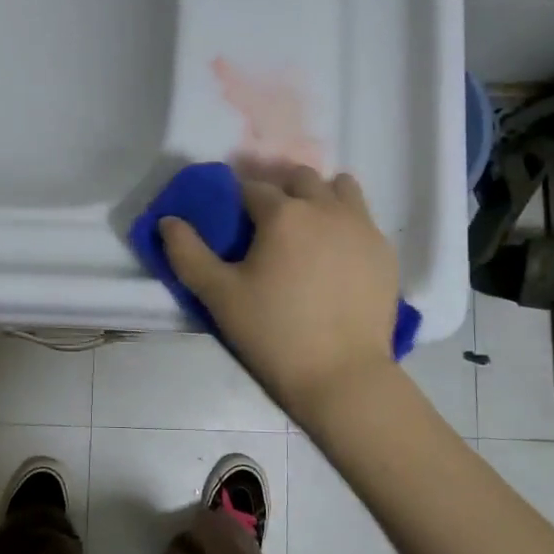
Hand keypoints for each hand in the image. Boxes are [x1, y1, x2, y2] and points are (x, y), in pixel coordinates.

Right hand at [159, 166, 399, 420]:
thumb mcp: (219, 296)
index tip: (232, 220)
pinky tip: (336, 256)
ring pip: (340, 188)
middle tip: (267, 224)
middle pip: (299, 178)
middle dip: (280, 190)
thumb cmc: (274, 334)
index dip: (237, 199)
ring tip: (308, 229)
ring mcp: (362, 227)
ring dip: (320, 196)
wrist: (342, 376)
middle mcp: (326, 207)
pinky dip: (346, 223)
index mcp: (284, 213)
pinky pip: (363, 219)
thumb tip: (168, 221)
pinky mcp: (385, 251)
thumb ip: (187, 254)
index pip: (252, 188)